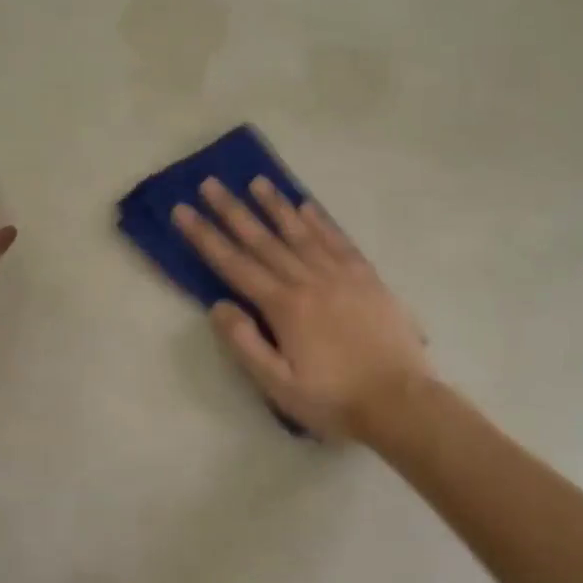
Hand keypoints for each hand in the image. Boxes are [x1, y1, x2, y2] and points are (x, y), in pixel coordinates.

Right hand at [172, 177, 431, 438]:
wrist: (400, 401)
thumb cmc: (334, 399)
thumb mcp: (278, 385)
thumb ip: (245, 344)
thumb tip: (218, 306)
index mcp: (284, 307)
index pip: (235, 265)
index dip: (206, 237)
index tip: (183, 211)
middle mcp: (309, 281)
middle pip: (264, 240)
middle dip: (233, 211)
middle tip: (210, 184)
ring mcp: (342, 275)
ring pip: (301, 233)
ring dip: (276, 206)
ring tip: (257, 181)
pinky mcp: (368, 278)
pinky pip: (339, 241)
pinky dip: (321, 221)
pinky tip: (308, 206)